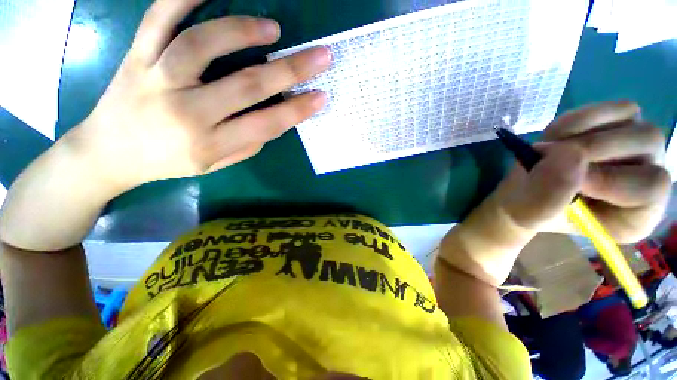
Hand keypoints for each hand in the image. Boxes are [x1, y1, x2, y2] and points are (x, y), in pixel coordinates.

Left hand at [66, 0, 329, 191]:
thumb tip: (276, 118)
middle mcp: (186, 111)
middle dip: (291, 70)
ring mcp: (157, 78)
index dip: (298, 110)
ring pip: (202, 45)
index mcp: (210, 144)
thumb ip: (248, 143)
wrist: (109, 153)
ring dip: (243, 31)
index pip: (266, 124)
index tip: (321, 96)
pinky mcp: (136, 56)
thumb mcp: (216, 165)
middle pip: (248, 85)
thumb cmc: (169, 163)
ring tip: (272, 28)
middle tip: (320, 55)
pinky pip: (158, 19)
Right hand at [441, 101, 670, 285]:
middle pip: (647, 146)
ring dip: (584, 131)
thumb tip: (568, 155)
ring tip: (549, 146)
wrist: (522, 191)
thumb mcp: (530, 213)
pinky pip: (617, 110)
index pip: (650, 188)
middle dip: (594, 147)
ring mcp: (638, 151)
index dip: (612, 177)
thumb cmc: (528, 208)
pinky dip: (582, 117)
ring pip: (635, 122)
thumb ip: (548, 196)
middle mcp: (649, 181)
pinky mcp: (621, 128)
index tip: (566, 179)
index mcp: (636, 216)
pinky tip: (556, 134)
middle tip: (548, 155)